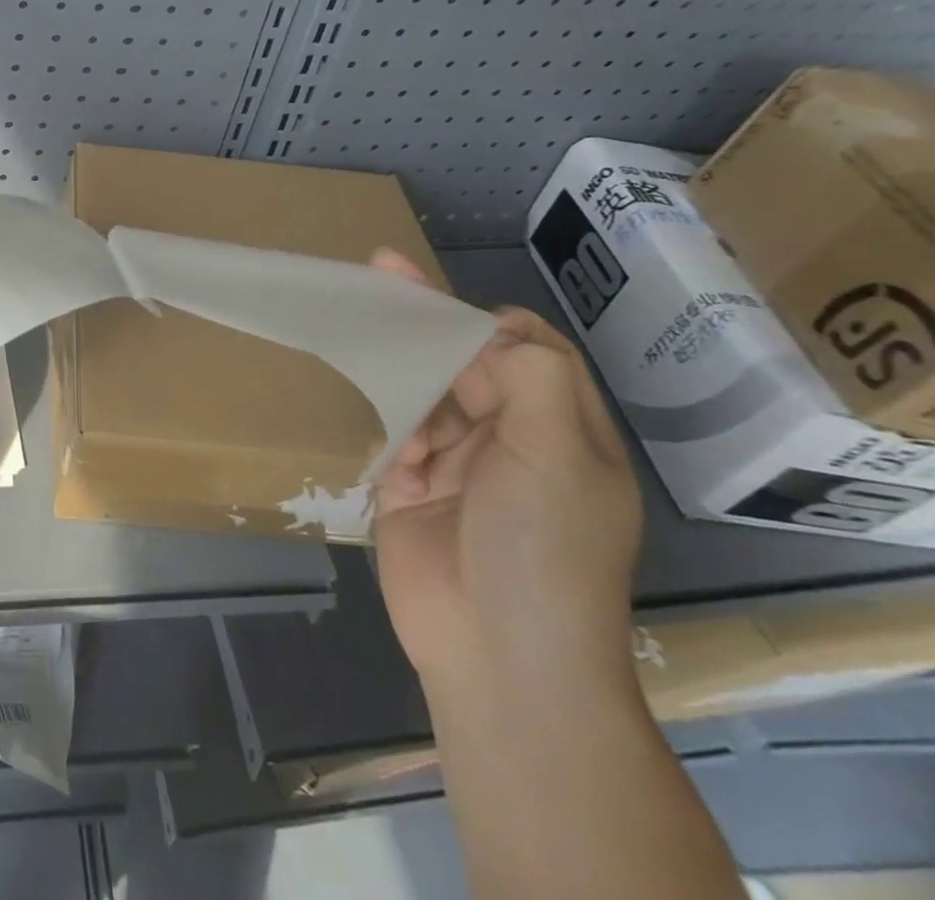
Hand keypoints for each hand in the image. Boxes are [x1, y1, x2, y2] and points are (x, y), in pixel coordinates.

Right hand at [368, 250, 643, 702]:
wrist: (496, 656)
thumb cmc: (540, 548)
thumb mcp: (557, 455)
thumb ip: (530, 376)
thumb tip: (490, 328)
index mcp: (563, 431)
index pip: (527, 351)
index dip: (485, 318)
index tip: (435, 296)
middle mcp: (514, 442)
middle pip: (468, 365)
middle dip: (429, 328)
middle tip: (378, 278)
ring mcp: (459, 468)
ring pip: (425, 396)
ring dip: (403, 380)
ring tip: (370, 352)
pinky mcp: (411, 491)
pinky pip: (393, 438)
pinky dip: (388, 434)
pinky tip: (389, 452)